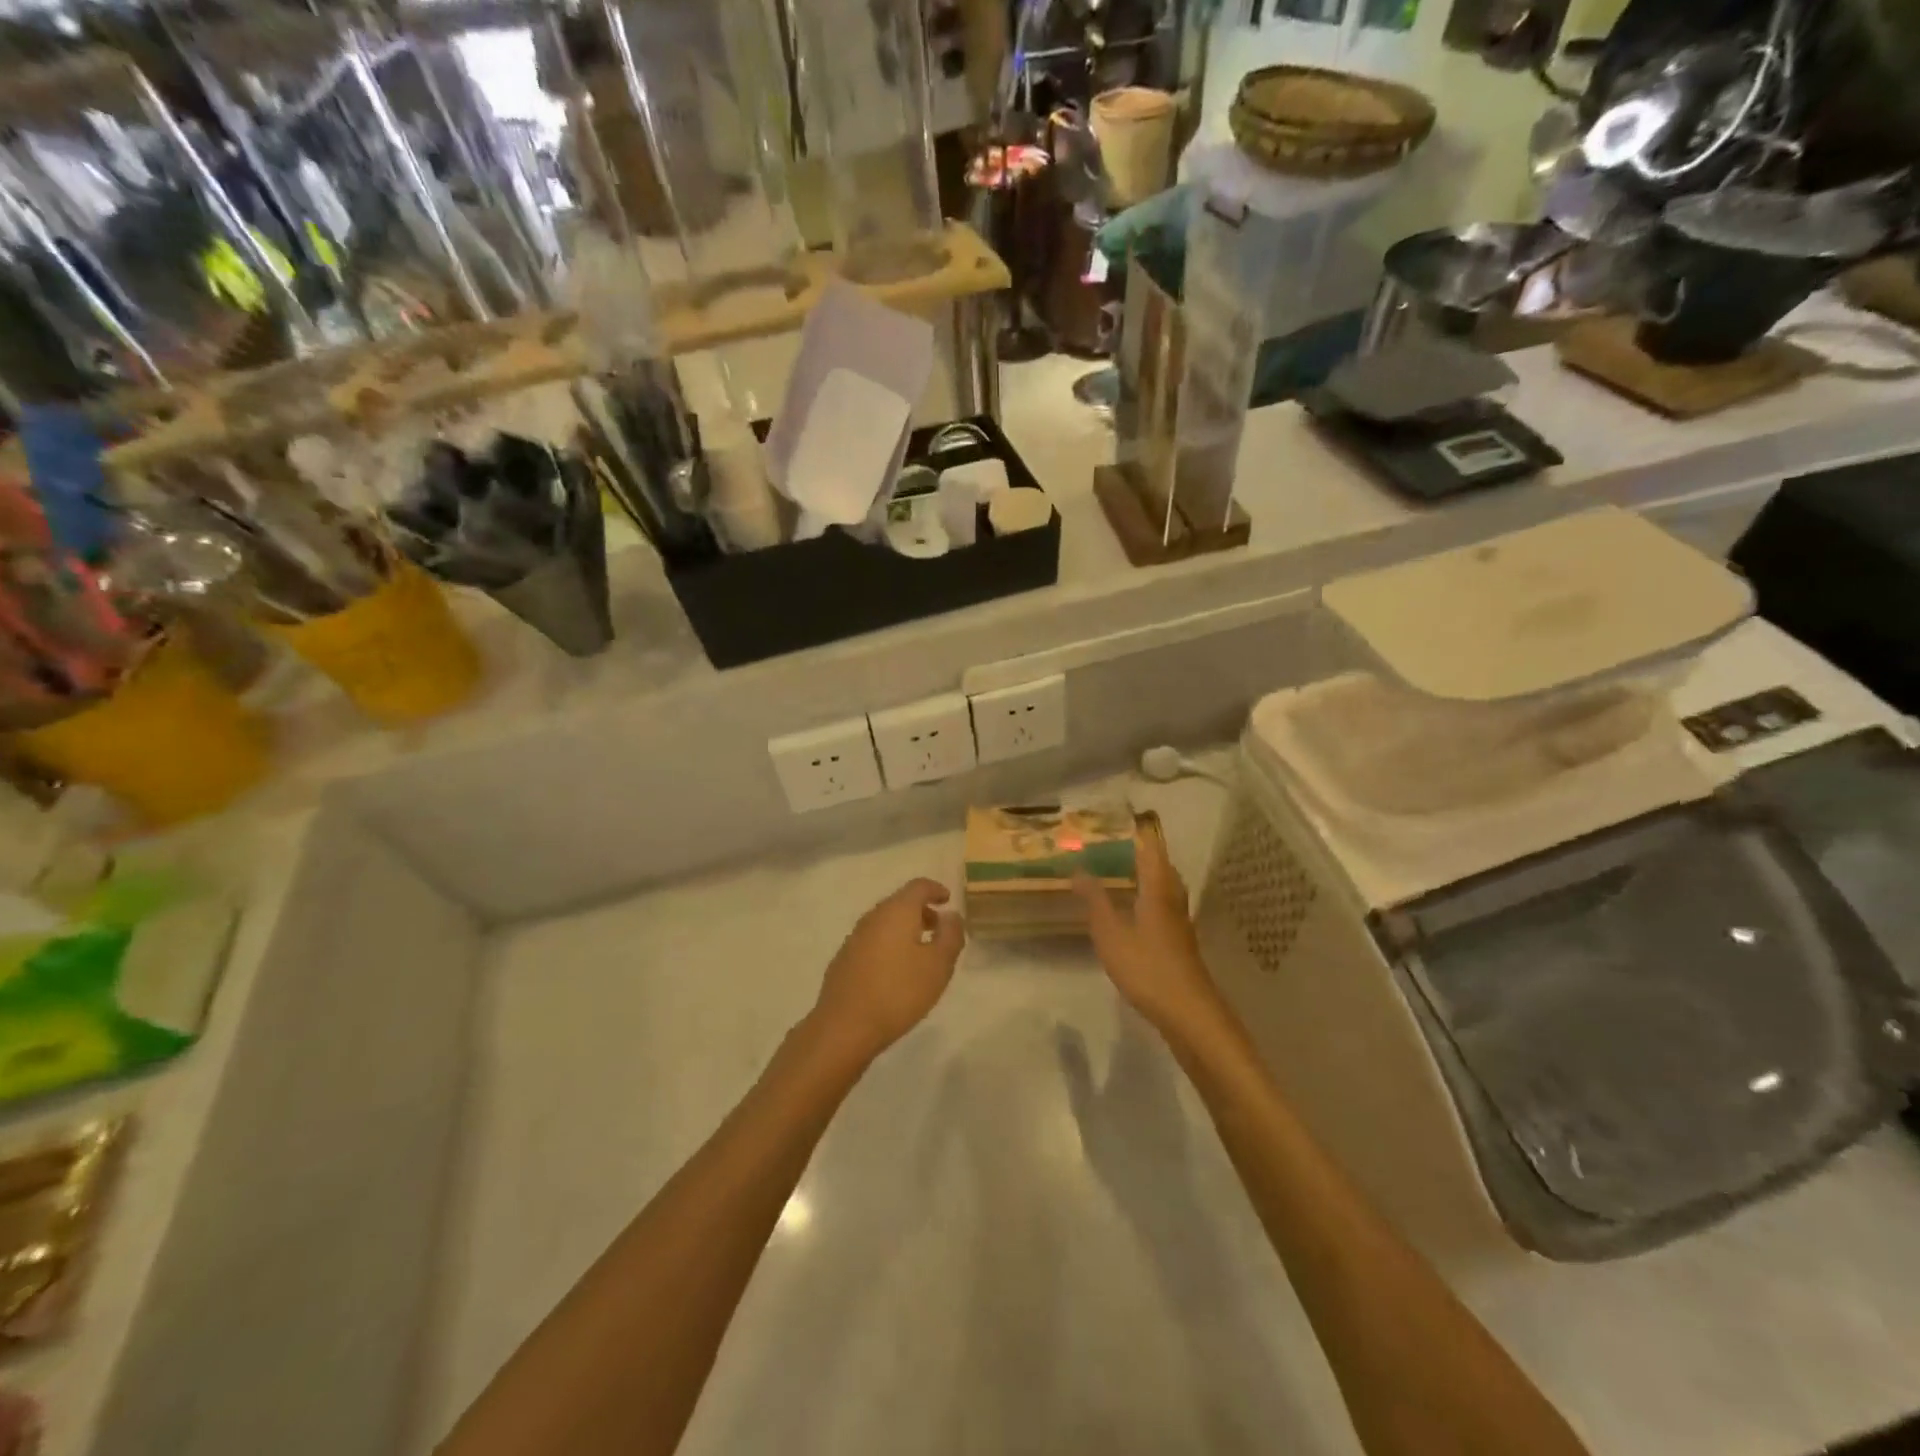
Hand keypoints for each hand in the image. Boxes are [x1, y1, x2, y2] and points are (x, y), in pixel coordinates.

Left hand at [810, 879, 965, 1063]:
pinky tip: (895, 971)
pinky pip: (872, 941)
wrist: (844, 1026)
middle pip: (900, 903)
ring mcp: (854, 938)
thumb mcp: (939, 966)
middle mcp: (873, 917)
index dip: (935, 889)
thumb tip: (951, 915)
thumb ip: (950, 935)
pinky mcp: (843, 960)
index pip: (918, 886)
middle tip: (939, 929)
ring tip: (921, 953)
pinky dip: (889, 945)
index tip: (947, 899)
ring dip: (905, 929)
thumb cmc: (899, 992)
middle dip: (921, 911)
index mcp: (897, 911)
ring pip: (885, 922)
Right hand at [1073, 815, 1220, 1035]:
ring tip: (1119, 871)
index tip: (1116, 818)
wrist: (1188, 1012)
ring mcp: (1180, 920)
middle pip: (1160, 864)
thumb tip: (1078, 869)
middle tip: (1112, 843)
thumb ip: (1094, 900)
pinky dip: (1147, 895)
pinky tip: (1132, 909)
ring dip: (1144, 874)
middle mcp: (1173, 897)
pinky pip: (1163, 904)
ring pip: (1164, 885)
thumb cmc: (1147, 968)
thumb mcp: (1110, 934)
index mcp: (1158, 888)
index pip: (1150, 848)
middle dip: (1139, 851)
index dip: (1136, 831)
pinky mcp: (1180, 940)